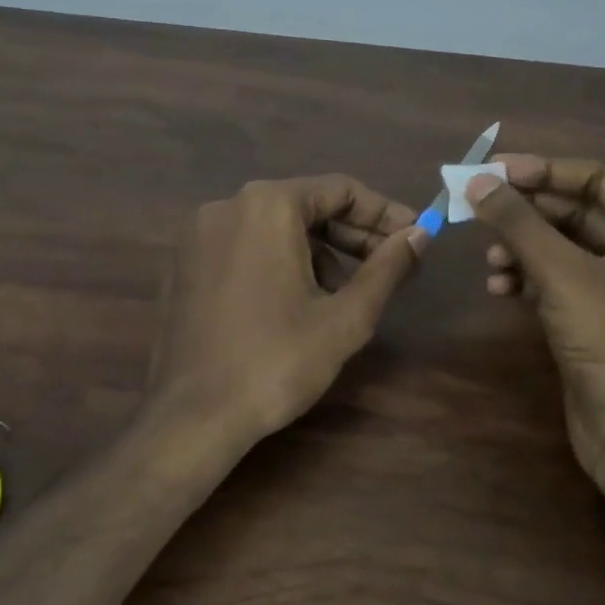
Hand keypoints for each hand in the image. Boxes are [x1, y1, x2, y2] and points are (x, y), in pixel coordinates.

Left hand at [145, 175, 429, 447]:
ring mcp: (199, 234)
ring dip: (317, 250)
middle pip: (305, 205)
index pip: (339, 190)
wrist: (194, 415)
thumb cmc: (277, 362)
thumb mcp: (346, 317)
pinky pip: (244, 245)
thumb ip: (387, 268)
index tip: (415, 236)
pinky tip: (298, 299)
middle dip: (352, 233)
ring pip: (274, 226)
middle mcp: (227, 205)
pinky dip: (278, 259)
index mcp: (267, 205)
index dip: (384, 212)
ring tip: (347, 291)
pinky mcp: (184, 262)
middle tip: (391, 264)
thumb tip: (421, 235)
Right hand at [467, 154, 604, 490]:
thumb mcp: (562, 273)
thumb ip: (518, 222)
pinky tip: (500, 288)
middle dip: (527, 215)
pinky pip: (562, 284)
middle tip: (478, 209)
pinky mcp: (604, 323)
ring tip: (489, 260)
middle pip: (579, 214)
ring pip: (566, 251)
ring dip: (524, 249)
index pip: (598, 179)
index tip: (492, 172)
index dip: (543, 171)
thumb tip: (476, 181)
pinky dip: (531, 281)